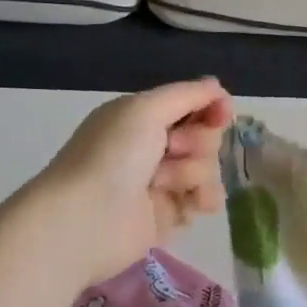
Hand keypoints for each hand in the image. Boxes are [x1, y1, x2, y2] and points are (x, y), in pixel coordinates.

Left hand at [23, 78, 233, 288]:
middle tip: (171, 150)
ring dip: (193, 172)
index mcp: (143, 117)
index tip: (221, 115)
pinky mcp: (168, 214)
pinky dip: (201, 198)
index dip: (211, 108)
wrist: (85, 220)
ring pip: (206, 168)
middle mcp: (152, 146)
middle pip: (204, 136)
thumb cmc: (112, 156)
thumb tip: (216, 86)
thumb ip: (187, 94)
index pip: (192, 105)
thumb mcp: (146, 109)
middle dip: (197, 142)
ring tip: (163, 184)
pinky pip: (202, 199)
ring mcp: (161, 182)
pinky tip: (193, 203)